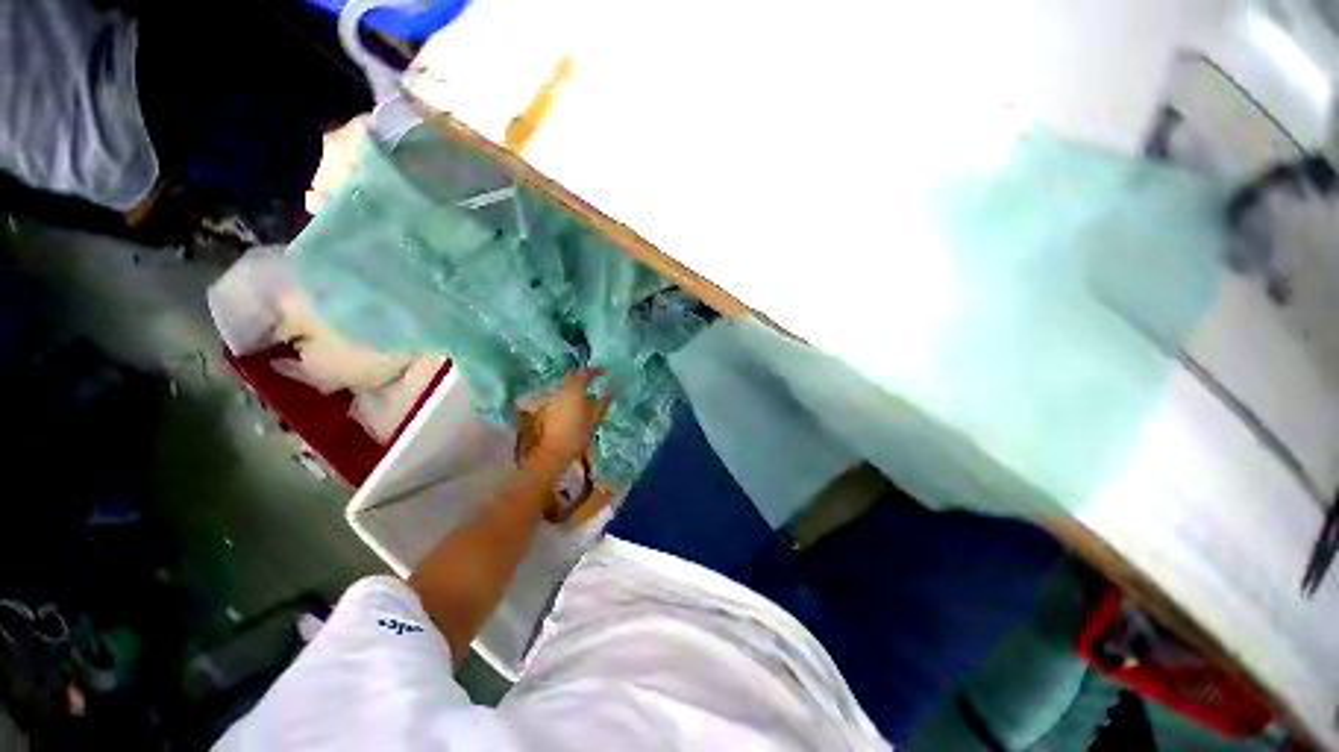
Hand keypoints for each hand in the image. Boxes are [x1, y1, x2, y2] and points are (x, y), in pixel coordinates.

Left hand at [530, 368, 610, 471]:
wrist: (551, 452)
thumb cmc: (576, 435)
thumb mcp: (594, 420)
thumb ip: (602, 403)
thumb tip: (609, 391)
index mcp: (574, 391)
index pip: (584, 374)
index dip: (594, 371)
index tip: (603, 372)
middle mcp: (561, 391)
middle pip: (571, 377)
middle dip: (583, 376)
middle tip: (594, 380)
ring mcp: (552, 399)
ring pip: (565, 386)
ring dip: (575, 387)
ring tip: (586, 393)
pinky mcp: (546, 409)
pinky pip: (560, 396)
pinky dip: (569, 396)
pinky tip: (575, 405)